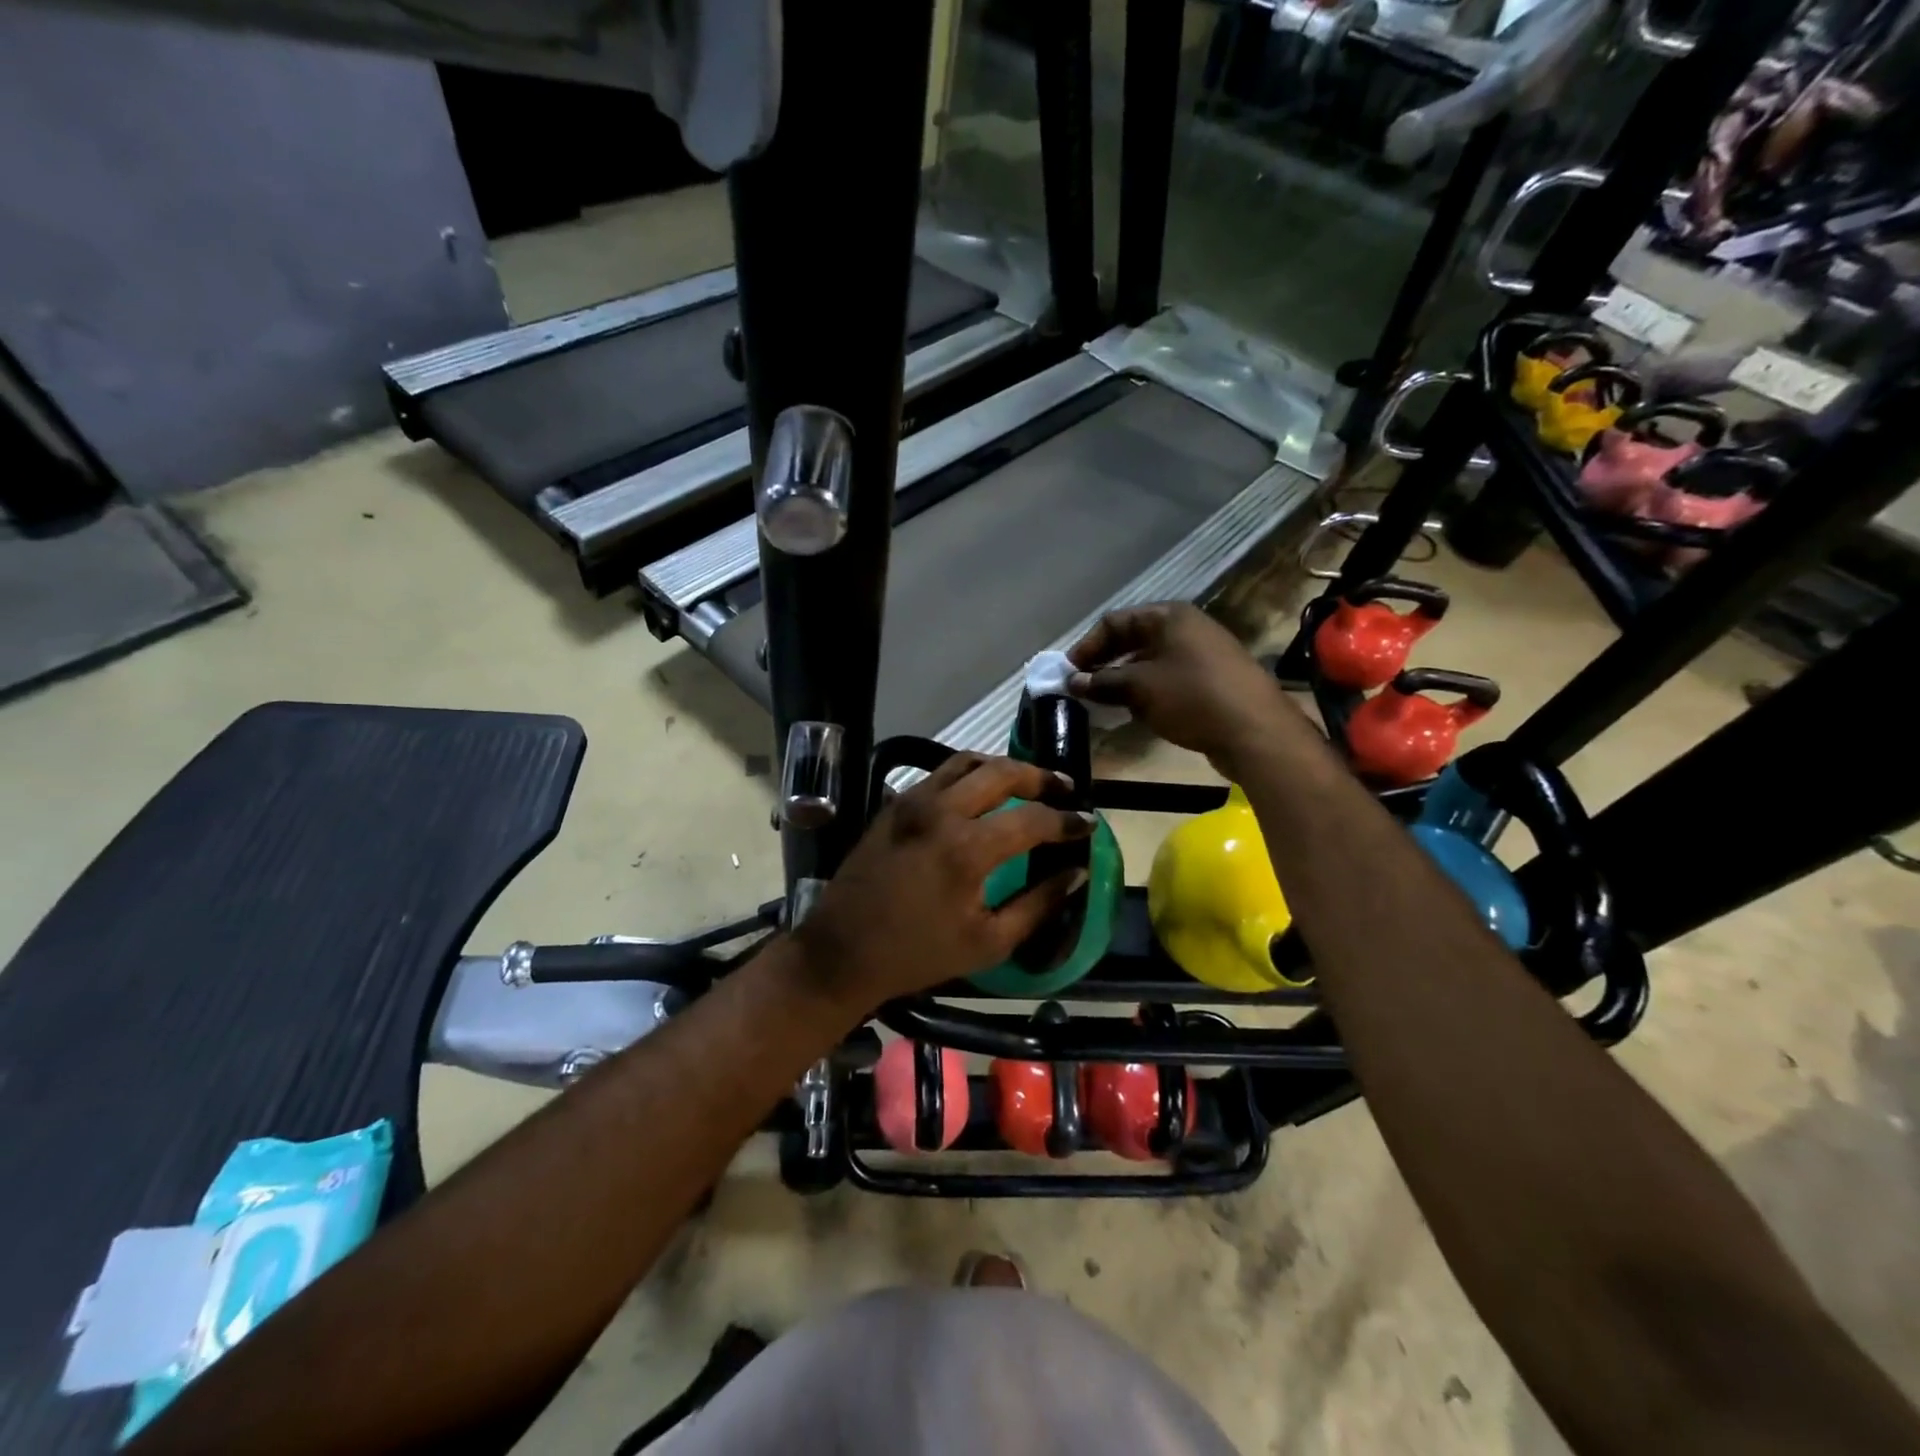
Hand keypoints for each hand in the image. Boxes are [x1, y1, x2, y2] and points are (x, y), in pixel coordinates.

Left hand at [792, 754, 1093, 1014]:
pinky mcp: (895, 803)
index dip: (1067, 821)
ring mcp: (913, 801)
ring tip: (1027, 783)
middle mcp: (941, 811)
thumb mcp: (988, 942)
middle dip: (1040, 777)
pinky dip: (970, 774)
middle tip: (1063, 789)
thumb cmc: (917, 954)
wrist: (842, 950)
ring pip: (968, 762)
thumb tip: (1075, 873)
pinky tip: (982, 792)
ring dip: (1004, 767)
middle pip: (1002, 772)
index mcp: (967, 849)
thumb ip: (1038, 904)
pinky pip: (941, 773)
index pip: (1033, 819)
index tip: (1087, 824)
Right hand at [1067, 602, 1304, 778]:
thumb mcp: (1140, 687)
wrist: (1255, 731)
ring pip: (1150, 661)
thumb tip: (1073, 682)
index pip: (1115, 621)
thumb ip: (1103, 682)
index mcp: (1169, 617)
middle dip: (1104, 662)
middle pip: (1133, 639)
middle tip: (1082, 688)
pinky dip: (1146, 691)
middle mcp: (1186, 628)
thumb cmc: (1192, 697)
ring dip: (1123, 679)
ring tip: (1103, 702)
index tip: (1069, 673)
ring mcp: (1201, 654)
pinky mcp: (1211, 681)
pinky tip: (1135, 712)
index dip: (1087, 645)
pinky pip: (1168, 678)